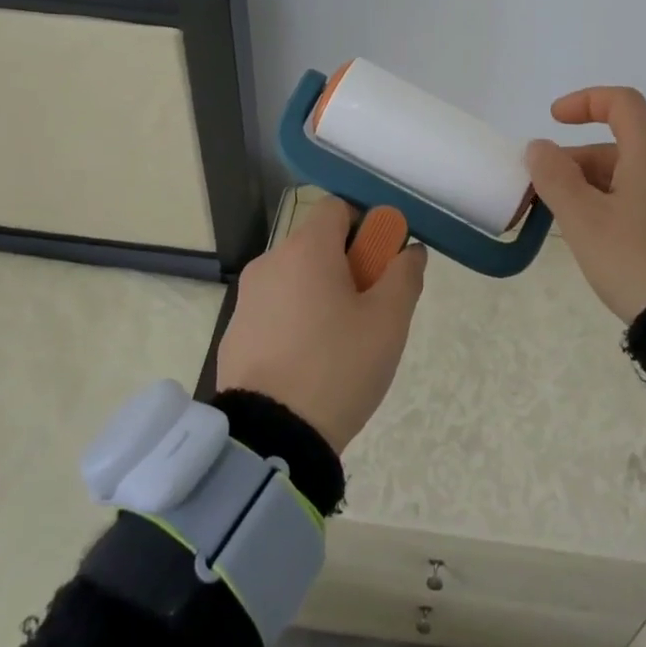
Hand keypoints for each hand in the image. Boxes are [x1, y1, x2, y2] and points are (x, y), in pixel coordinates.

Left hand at [216, 198, 426, 453]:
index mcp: (306, 249)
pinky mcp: (234, 334)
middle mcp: (270, 262)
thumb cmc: (338, 366)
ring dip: (321, 295)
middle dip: (348, 266)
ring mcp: (247, 299)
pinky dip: (295, 321)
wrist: (270, 439)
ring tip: (342, 344)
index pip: (337, 207)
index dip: (365, 226)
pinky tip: (309, 364)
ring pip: (296, 279)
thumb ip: (405, 275)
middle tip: (370, 310)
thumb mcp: (388, 322)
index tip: (381, 264)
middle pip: (317, 244)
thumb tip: (410, 250)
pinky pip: (275, 310)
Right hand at [524, 86, 645, 322]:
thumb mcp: (583, 219)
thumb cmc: (636, 259)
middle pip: (624, 141)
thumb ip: (554, 176)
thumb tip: (540, 147)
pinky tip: (606, 234)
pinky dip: (623, 199)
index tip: (553, 120)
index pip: (620, 102)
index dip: (583, 102)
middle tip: (547, 191)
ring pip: (638, 171)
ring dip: (598, 182)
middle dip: (580, 159)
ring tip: (571, 218)